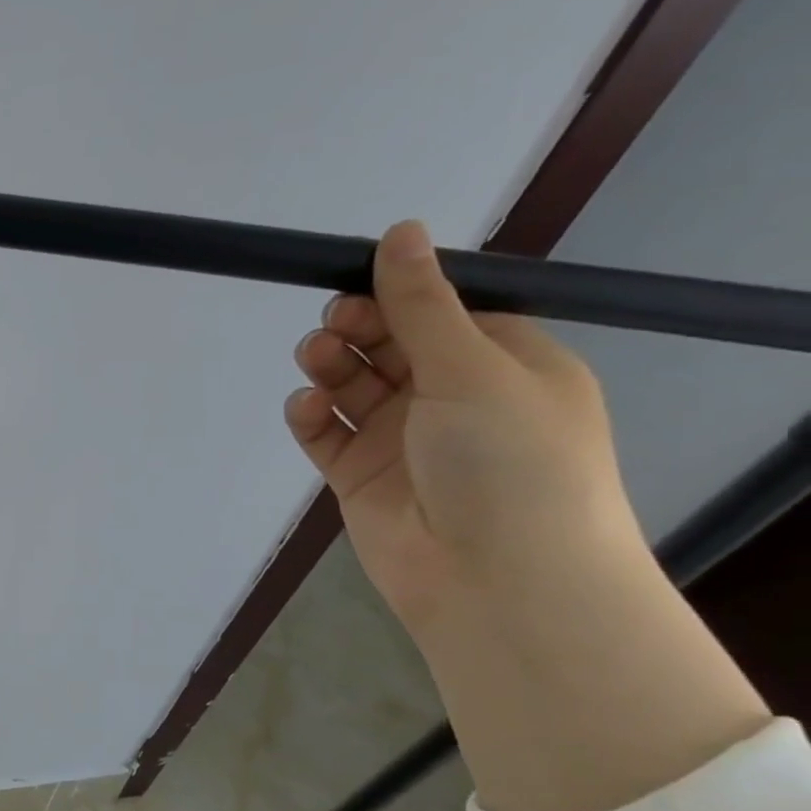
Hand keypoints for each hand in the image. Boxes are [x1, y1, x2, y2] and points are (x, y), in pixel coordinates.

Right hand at [284, 220, 638, 636]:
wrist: (493, 579)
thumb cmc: (508, 461)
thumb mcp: (472, 369)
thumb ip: (423, 305)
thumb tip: (400, 231)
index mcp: (504, 365)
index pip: (444, 311)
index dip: (400, 293)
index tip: (356, 278)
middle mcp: (453, 398)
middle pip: (391, 345)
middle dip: (359, 328)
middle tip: (334, 324)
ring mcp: (402, 439)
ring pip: (353, 386)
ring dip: (331, 367)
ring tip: (315, 360)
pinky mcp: (360, 475)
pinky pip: (326, 433)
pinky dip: (311, 416)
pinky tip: (304, 408)